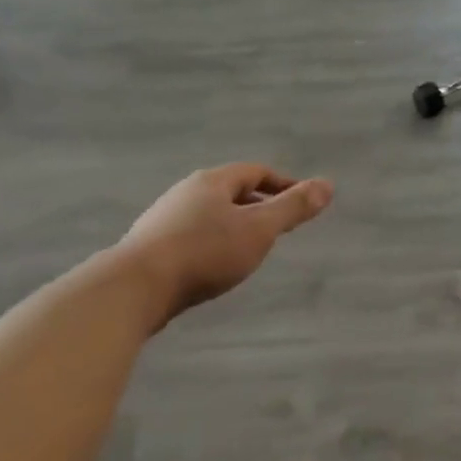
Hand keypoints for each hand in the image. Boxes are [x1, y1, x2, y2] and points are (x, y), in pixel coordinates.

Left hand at [117, 163, 333, 315]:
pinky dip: (212, 243)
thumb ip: (293, 208)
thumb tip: (327, 184)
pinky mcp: (150, 248)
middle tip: (279, 224)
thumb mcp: (258, 229)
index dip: (282, 184)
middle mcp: (186, 192)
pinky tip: (214, 266)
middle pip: (231, 191)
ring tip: (250, 247)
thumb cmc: (204, 252)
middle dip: (258, 204)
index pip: (256, 172)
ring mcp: (164, 219)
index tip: (301, 200)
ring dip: (233, 225)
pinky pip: (191, 236)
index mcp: (213, 181)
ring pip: (209, 215)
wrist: (132, 289)